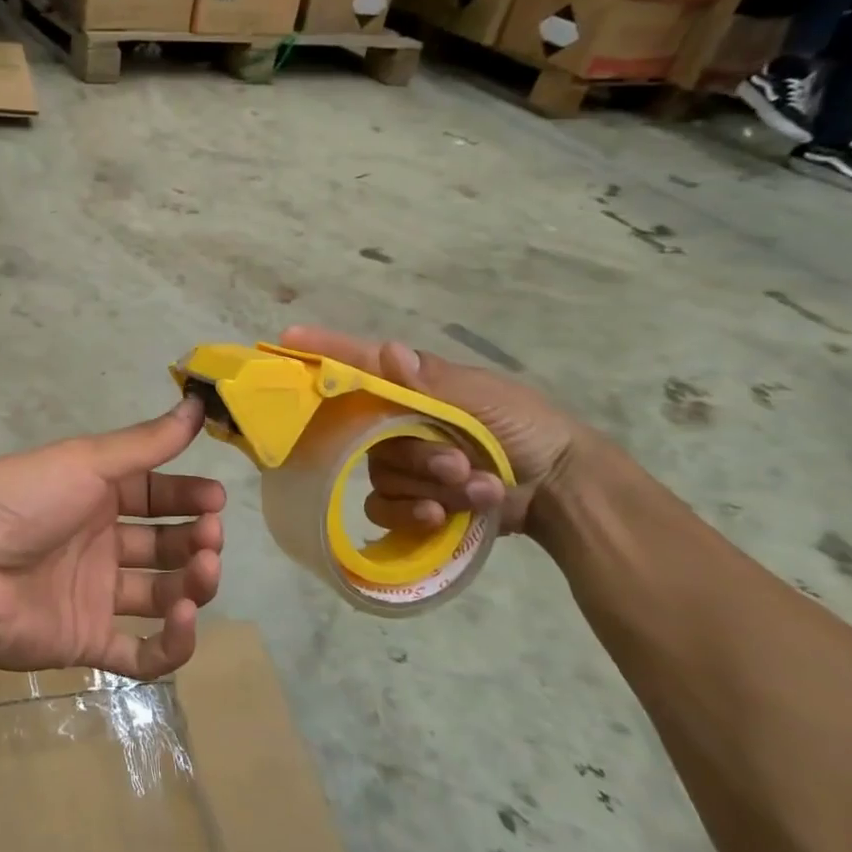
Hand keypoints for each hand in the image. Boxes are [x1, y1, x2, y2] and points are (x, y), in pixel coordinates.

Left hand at [0, 400, 224, 679]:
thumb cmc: (23, 500)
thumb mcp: (87, 461)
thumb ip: (146, 442)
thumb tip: (196, 401)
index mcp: (95, 496)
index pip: (156, 495)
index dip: (188, 496)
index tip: (216, 499)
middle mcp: (98, 544)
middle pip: (164, 545)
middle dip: (195, 539)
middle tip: (209, 537)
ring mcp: (94, 595)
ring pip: (161, 595)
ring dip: (192, 585)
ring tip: (202, 571)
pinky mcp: (86, 642)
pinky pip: (141, 653)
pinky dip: (172, 643)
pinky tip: (184, 619)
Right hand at [278, 326, 580, 538]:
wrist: (562, 489)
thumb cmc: (527, 428)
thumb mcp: (486, 398)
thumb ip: (433, 381)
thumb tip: (387, 351)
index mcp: (414, 388)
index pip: (360, 365)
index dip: (324, 350)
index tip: (289, 336)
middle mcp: (398, 422)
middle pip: (368, 435)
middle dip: (416, 454)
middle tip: (457, 463)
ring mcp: (403, 463)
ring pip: (381, 475)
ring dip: (430, 485)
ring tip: (477, 487)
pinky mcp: (410, 501)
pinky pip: (384, 509)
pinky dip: (415, 514)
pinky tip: (445, 515)